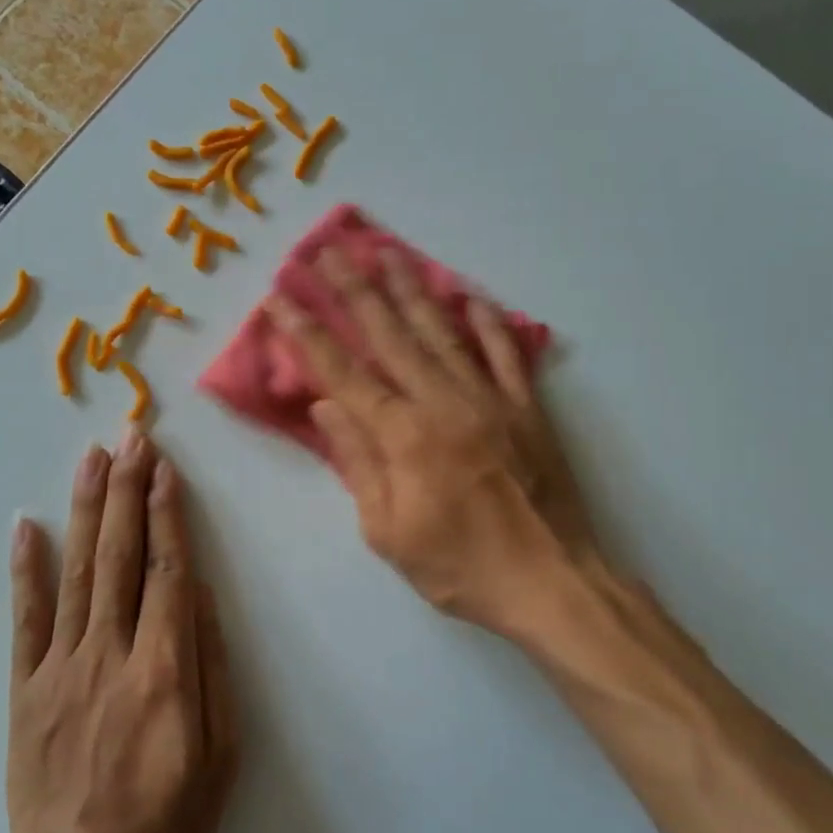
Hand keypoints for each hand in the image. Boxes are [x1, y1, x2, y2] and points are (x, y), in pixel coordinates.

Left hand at [6, 433, 238, 832]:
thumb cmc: (166, 819)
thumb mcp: (220, 755)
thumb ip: (211, 668)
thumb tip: (201, 595)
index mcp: (164, 669)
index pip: (168, 572)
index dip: (167, 515)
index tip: (164, 468)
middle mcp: (111, 653)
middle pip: (121, 557)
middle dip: (127, 490)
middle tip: (130, 437)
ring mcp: (62, 666)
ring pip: (77, 573)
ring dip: (86, 509)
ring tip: (92, 457)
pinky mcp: (26, 687)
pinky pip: (25, 619)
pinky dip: (26, 569)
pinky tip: (27, 525)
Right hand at [269, 246, 595, 637]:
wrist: (552, 582)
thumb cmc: (461, 568)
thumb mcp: (389, 533)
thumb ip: (358, 463)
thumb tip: (326, 406)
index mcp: (403, 436)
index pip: (342, 373)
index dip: (307, 333)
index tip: (281, 298)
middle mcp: (443, 402)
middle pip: (389, 335)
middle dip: (353, 289)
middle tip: (328, 250)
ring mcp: (489, 398)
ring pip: (442, 331)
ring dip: (411, 288)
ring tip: (386, 252)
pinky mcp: (526, 405)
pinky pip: (504, 352)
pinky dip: (486, 321)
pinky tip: (469, 295)